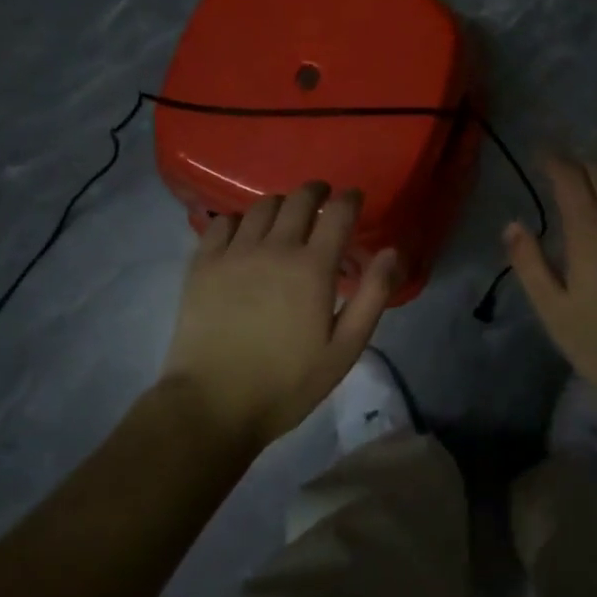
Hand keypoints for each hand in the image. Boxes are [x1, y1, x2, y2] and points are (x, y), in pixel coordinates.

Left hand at [161, 182, 398, 451]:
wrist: (213, 405)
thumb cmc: (287, 382)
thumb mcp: (344, 348)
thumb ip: (372, 295)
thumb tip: (392, 252)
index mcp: (313, 267)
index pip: (338, 212)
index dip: (350, 198)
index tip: (354, 198)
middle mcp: (275, 248)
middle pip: (299, 199)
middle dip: (316, 191)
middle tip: (322, 199)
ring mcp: (235, 252)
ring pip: (262, 206)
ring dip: (281, 204)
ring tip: (285, 217)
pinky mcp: (203, 264)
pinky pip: (222, 222)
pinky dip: (240, 220)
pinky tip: (244, 234)